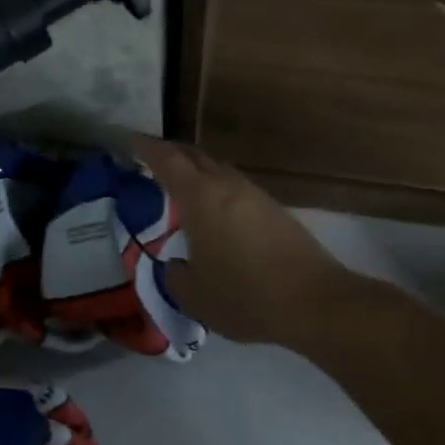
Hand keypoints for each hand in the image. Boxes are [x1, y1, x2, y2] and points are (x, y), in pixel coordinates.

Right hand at [135, 137, 370, 347]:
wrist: (314, 303)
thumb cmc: (245, 296)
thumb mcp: (194, 296)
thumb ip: (175, 276)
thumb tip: (176, 265)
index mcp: (200, 198)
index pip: (167, 161)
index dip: (146, 148)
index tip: (130, 141)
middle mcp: (227, 187)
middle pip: (195, 157)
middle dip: (171, 153)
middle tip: (150, 159)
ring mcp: (255, 196)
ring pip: (219, 170)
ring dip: (197, 171)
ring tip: (181, 185)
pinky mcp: (275, 211)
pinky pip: (236, 188)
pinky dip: (217, 189)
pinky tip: (215, 212)